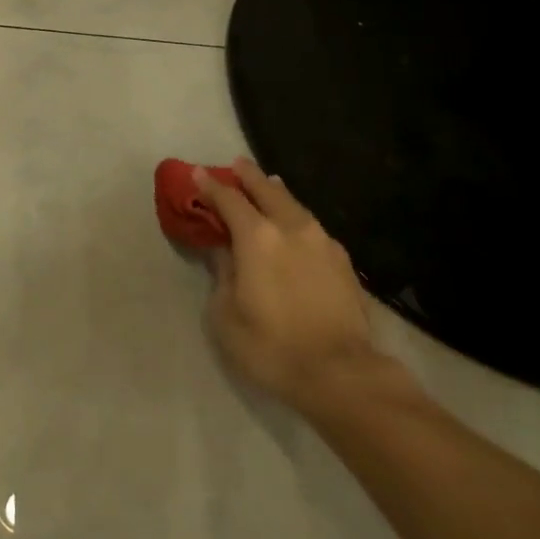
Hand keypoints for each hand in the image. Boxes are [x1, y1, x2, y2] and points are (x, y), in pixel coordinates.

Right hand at [196, 160, 414, 417]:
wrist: (341, 373)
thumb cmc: (271, 346)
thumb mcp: (225, 316)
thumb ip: (222, 275)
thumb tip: (225, 253)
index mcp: (257, 238)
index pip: (228, 200)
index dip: (210, 186)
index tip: (197, 174)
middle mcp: (291, 228)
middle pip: (266, 190)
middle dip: (248, 176)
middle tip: (236, 165)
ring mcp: (322, 241)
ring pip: (294, 204)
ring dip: (276, 192)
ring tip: (268, 185)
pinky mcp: (343, 260)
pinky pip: (313, 226)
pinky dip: (296, 216)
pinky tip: (296, 226)